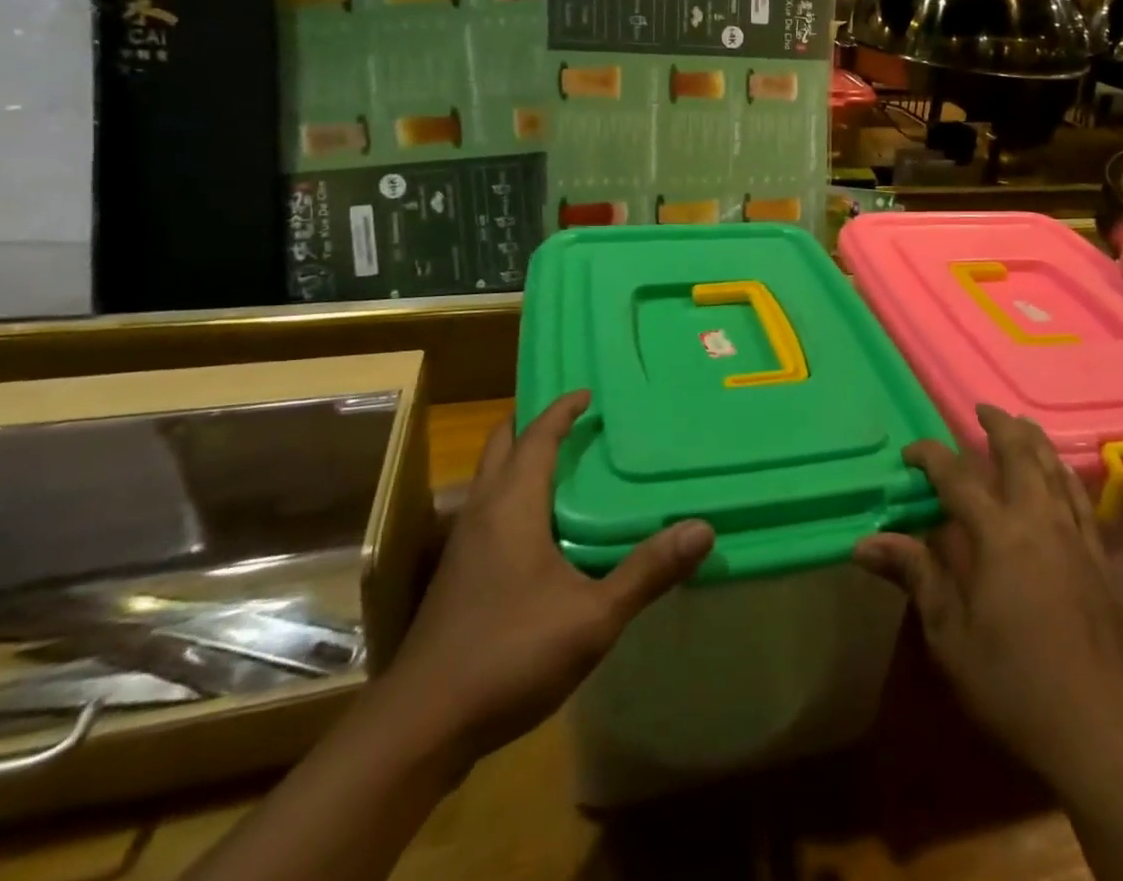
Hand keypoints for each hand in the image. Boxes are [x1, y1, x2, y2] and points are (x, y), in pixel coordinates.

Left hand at [385, 390, 713, 770]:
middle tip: (572, 419)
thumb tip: (702, 528)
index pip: (536, 437)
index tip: (587, 392)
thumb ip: (647, 572)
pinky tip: (537, 528)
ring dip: (519, 458)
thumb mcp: (592, 617)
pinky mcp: (456, 576)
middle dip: (532, 424)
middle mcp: (482, 513)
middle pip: (501, 447)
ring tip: (561, 463)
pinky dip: (511, 494)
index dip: (561, 411)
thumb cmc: (508, 656)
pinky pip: (485, 509)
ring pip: (488, 479)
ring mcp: (462, 546)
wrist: (419, 728)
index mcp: (512, 506)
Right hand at [854, 405, 1122, 796]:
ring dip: (1034, 441)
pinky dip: (1065, 475)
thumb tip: (864, 542)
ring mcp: (1075, 537)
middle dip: (998, 426)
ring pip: (1055, 469)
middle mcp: (1039, 521)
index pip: (957, 478)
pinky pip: (1081, 499)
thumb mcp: (951, 636)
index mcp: (998, 535)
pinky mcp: (1100, 559)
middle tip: (980, 409)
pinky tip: (1061, 474)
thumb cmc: (1014, 685)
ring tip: (1020, 424)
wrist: (1100, 733)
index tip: (909, 452)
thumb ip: (915, 576)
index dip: (931, 457)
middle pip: (1020, 455)